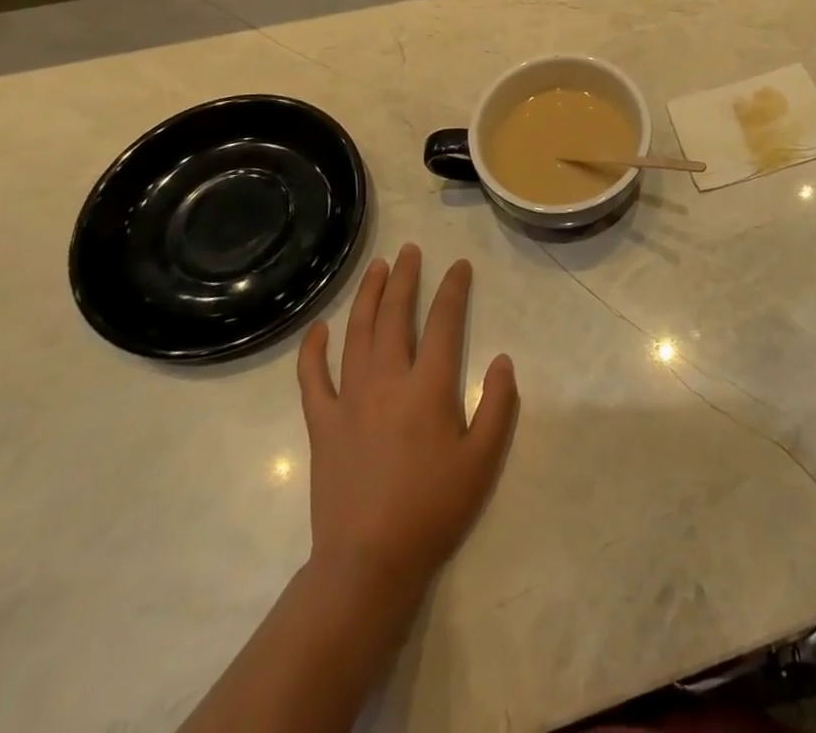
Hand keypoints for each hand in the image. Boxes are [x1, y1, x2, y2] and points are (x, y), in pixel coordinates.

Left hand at [295, 244, 519, 609]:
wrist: (367, 564)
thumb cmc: (433, 510)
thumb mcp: (483, 460)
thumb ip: (498, 405)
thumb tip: (503, 360)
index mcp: (429, 388)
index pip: (445, 323)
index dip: (454, 290)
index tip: (459, 266)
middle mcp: (388, 382)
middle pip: (396, 316)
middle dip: (405, 279)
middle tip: (410, 251)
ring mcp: (350, 401)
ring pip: (357, 335)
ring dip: (367, 297)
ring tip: (376, 269)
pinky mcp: (322, 425)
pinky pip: (312, 380)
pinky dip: (313, 351)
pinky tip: (318, 329)